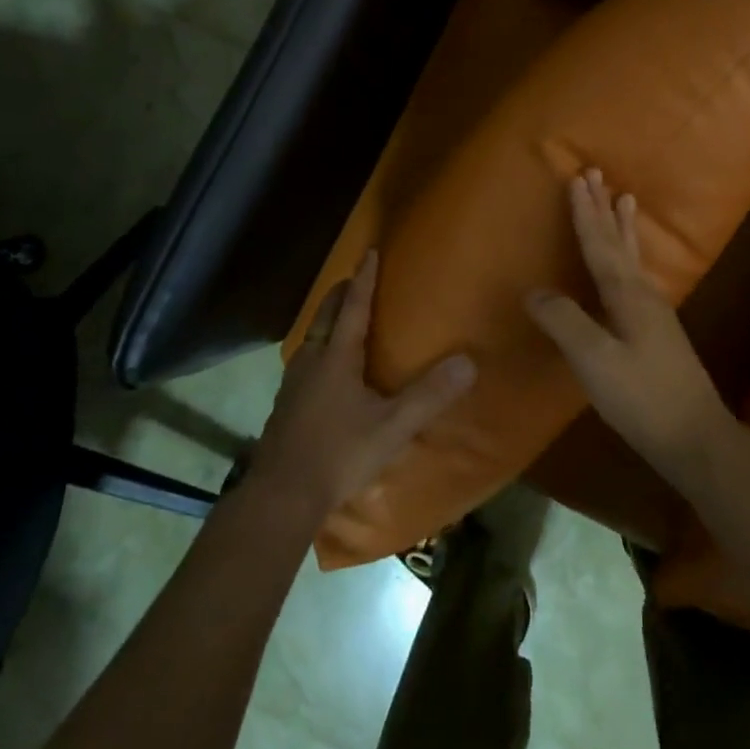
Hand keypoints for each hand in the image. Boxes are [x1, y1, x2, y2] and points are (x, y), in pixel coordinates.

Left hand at [249, 249, 475, 515]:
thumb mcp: (392, 427)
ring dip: (327, 320)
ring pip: (311, 338)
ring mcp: (293, 384)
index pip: (353, 307)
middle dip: (341, 294)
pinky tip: (324, 369)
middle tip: (355, 279)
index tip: (369, 252)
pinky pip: (304, 361)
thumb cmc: (339, 454)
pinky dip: (318, 347)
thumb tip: (468, 362)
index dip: (364, 279)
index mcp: (336, 358)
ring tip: (341, 318)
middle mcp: (311, 362)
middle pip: (325, 316)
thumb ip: (429, 395)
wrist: (281, 496)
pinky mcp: (285, 406)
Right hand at [526, 169, 732, 487]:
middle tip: (597, 174)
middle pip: (619, 243)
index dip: (585, 213)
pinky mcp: (658, 331)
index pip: (599, 245)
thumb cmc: (643, 398)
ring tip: (625, 199)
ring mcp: (655, 313)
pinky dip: (630, 255)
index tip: (577, 178)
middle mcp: (644, 295)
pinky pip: (637, 276)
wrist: (697, 438)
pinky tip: (632, 265)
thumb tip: (534, 291)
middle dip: (604, 209)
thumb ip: (564, 322)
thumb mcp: (595, 361)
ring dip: (623, 227)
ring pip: (633, 257)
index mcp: (627, 295)